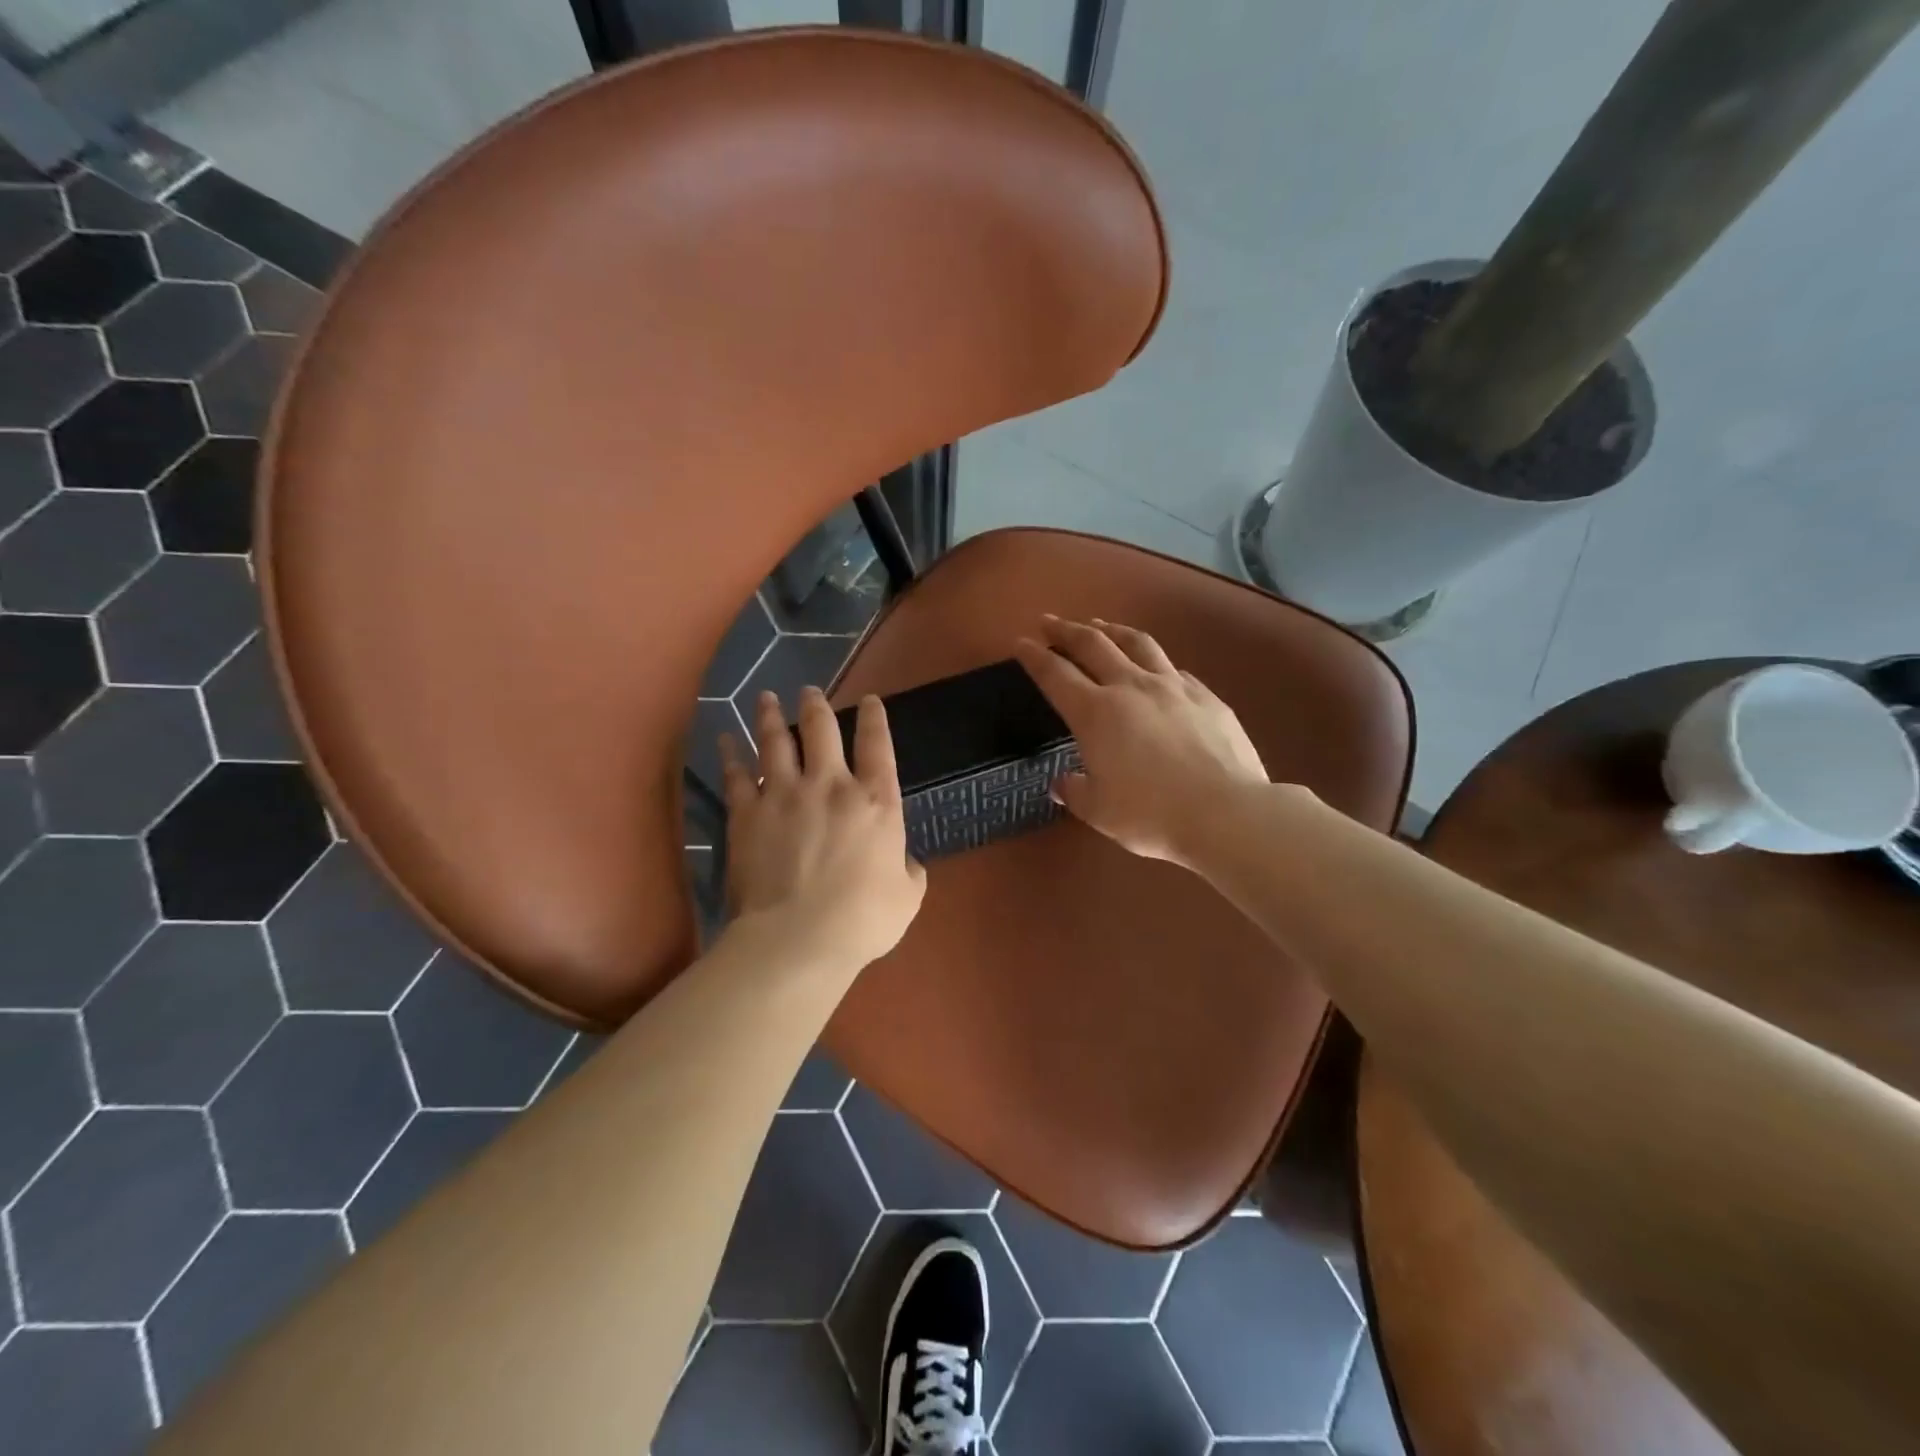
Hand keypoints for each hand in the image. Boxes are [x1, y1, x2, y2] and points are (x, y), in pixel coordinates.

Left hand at [719, 687, 926, 974]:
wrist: (797, 938)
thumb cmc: (862, 920)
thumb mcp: (907, 898)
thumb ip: (910, 872)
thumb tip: (907, 863)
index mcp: (875, 801)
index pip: (878, 745)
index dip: (875, 718)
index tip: (870, 700)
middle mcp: (830, 785)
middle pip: (821, 730)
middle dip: (816, 705)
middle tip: (808, 690)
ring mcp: (783, 795)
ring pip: (775, 741)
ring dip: (770, 716)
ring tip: (765, 698)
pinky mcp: (747, 814)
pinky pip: (735, 775)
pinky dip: (728, 755)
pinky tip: (723, 740)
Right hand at [1014, 616, 1270, 867]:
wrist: (1226, 812)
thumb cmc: (1151, 815)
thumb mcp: (1099, 811)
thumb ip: (1075, 791)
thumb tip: (1062, 783)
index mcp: (1095, 713)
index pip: (1055, 674)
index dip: (1034, 656)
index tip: (1021, 642)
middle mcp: (1130, 687)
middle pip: (1092, 644)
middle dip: (1066, 630)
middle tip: (1049, 621)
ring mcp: (1172, 686)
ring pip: (1136, 643)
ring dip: (1111, 630)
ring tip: (1099, 625)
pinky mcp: (1205, 696)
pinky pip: (1173, 668)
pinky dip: (1154, 661)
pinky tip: (1154, 667)